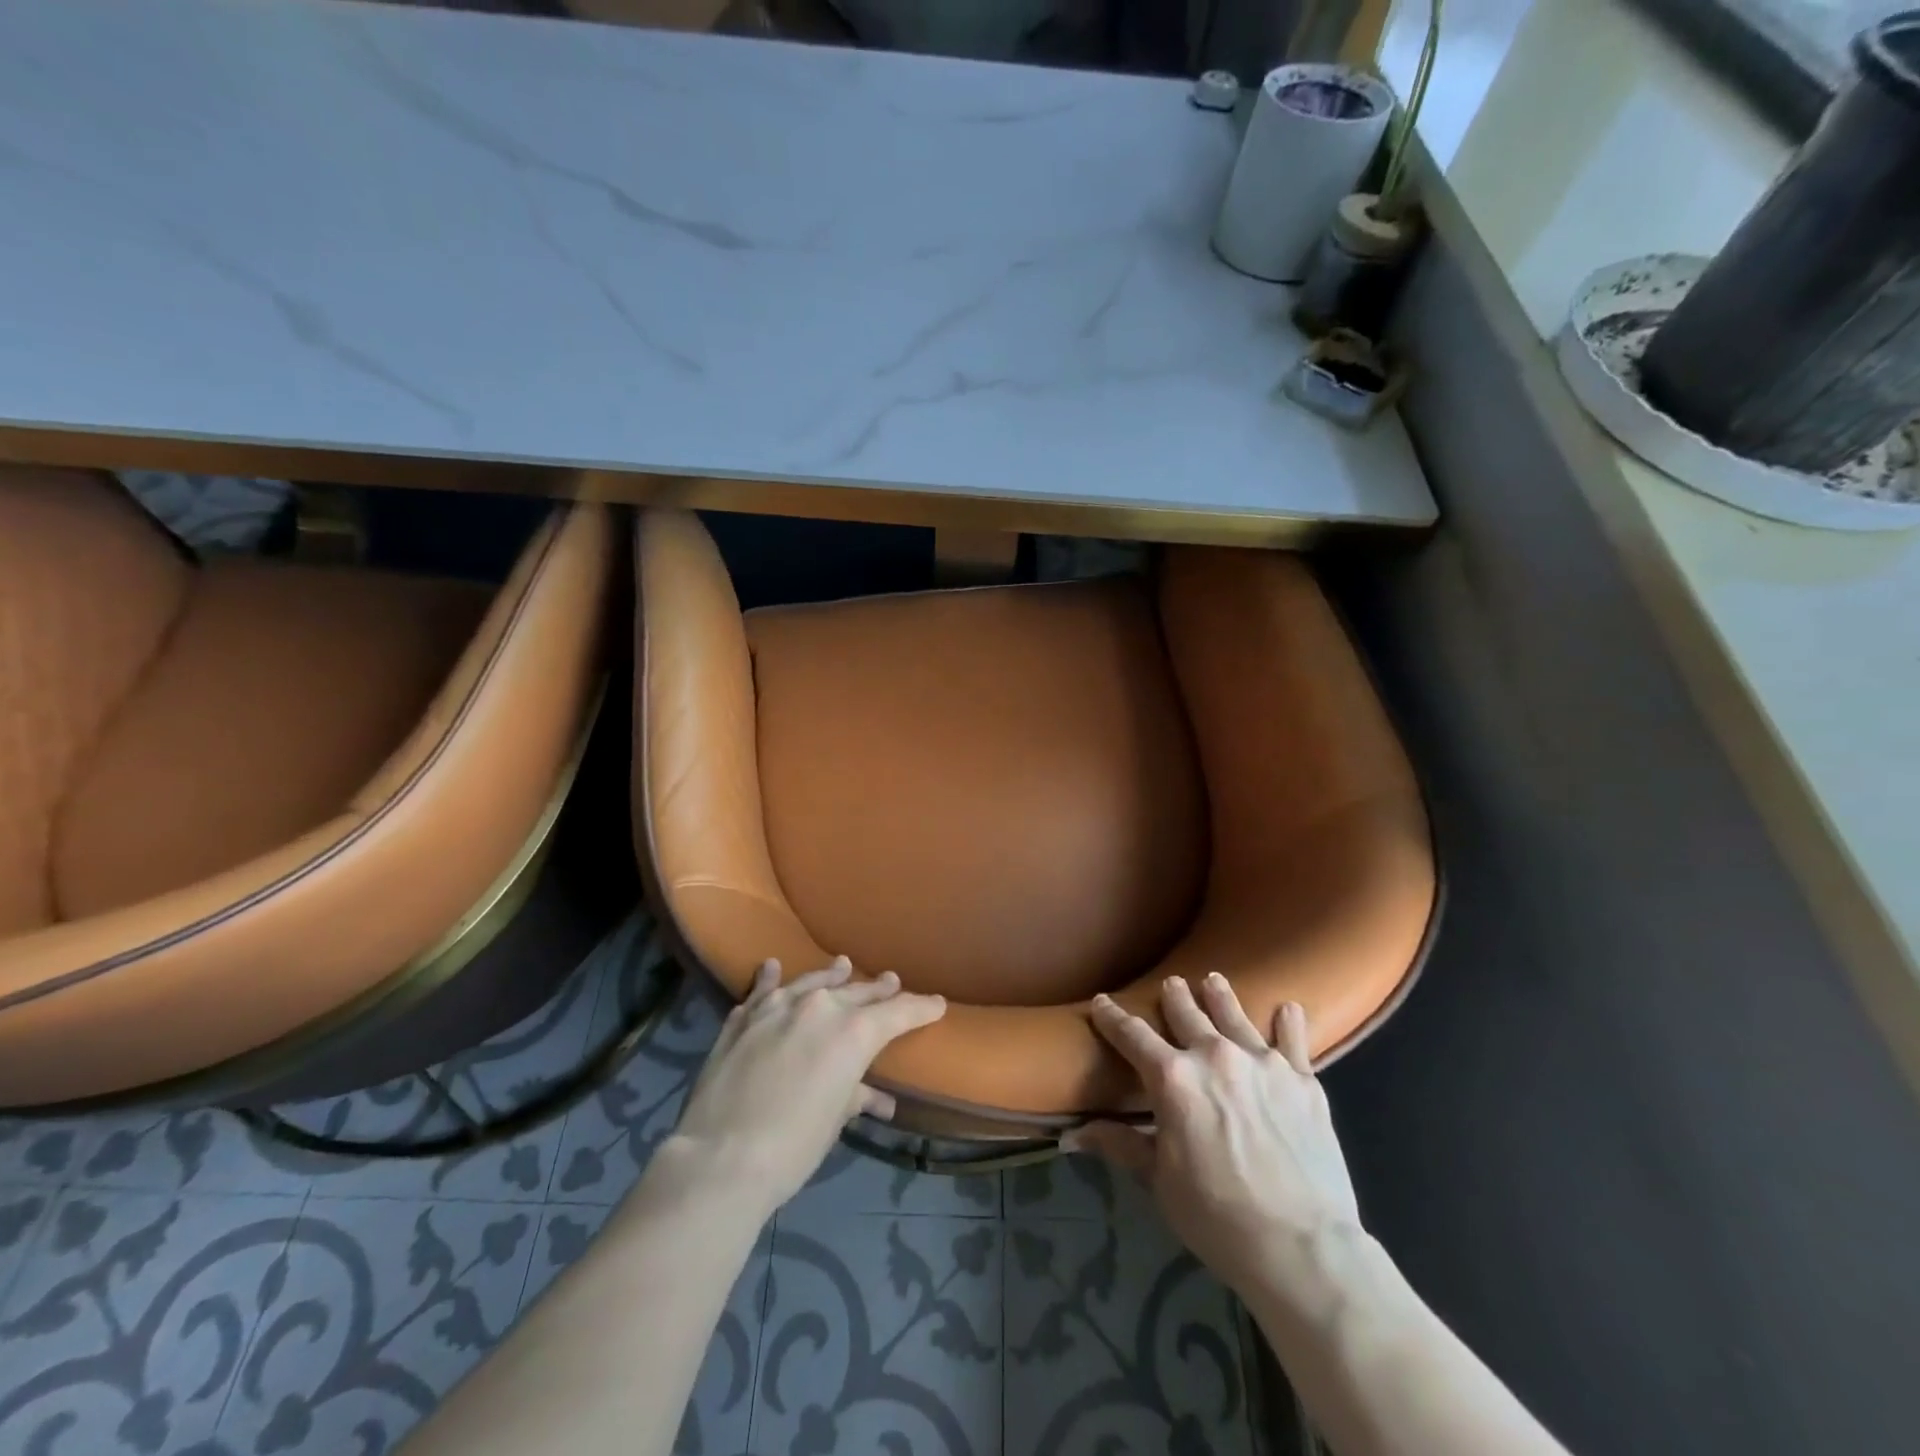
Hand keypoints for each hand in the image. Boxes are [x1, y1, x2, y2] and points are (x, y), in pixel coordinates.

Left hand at [666, 957, 945, 1217]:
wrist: (721, 1158)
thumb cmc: (794, 1146)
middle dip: (879, 990)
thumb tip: (874, 1098)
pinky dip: (771, 979)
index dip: (922, 1008)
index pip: (899, 1012)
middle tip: (892, 982)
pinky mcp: (743, 1018)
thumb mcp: (834, 1120)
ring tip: (843, 965)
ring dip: (831, 975)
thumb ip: (855, 1095)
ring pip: (813, 982)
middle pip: (858, 992)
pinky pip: (763, 990)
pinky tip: (773, 967)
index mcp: (854, 1031)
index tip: (937, 1004)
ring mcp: (778, 1007)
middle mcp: (820, 1006)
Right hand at [1069, 975, 1361, 1293]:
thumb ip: (1120, 1145)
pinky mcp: (1302, 1081)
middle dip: (1174, 996)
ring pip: (1234, 1015)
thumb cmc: (1217, 1217)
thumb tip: (1069, 1136)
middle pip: (1187, 1013)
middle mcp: (1214, 1056)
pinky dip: (1288, 1022)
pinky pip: (1293, 1040)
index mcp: (1173, 1078)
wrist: (1302, 1247)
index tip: (1101, 1001)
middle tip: (1171, 984)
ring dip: (1220, 995)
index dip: (1112, 1017)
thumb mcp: (1159, 1180)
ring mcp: (1262, 1063)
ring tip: (1213, 980)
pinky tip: (1288, 1007)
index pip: (1132, 1035)